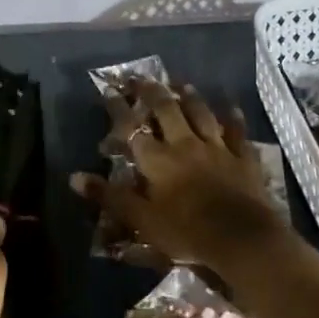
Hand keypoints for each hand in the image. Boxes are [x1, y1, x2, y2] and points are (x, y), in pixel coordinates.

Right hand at [72, 77, 289, 278]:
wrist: (241, 239)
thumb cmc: (186, 232)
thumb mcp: (141, 220)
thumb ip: (110, 197)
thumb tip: (75, 178)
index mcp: (157, 160)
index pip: (132, 128)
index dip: (119, 108)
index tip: (110, 90)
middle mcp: (185, 145)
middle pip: (167, 111)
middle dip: (153, 92)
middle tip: (143, 78)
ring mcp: (217, 149)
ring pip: (201, 115)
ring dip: (191, 98)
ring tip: (183, 84)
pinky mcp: (243, 159)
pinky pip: (237, 133)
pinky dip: (234, 119)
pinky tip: (232, 107)